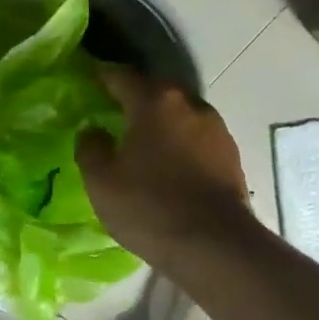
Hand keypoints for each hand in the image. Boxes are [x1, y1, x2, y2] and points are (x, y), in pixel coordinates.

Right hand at [76, 66, 250, 267]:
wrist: (214, 244)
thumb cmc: (149, 207)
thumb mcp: (102, 181)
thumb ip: (91, 148)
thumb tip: (93, 131)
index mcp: (155, 102)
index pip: (122, 76)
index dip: (102, 75)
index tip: (89, 77)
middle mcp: (190, 104)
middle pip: (156, 91)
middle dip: (134, 97)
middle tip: (112, 111)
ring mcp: (216, 129)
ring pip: (179, 114)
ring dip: (160, 122)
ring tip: (141, 141)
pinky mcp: (230, 155)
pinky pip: (195, 138)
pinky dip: (178, 143)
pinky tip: (168, 164)